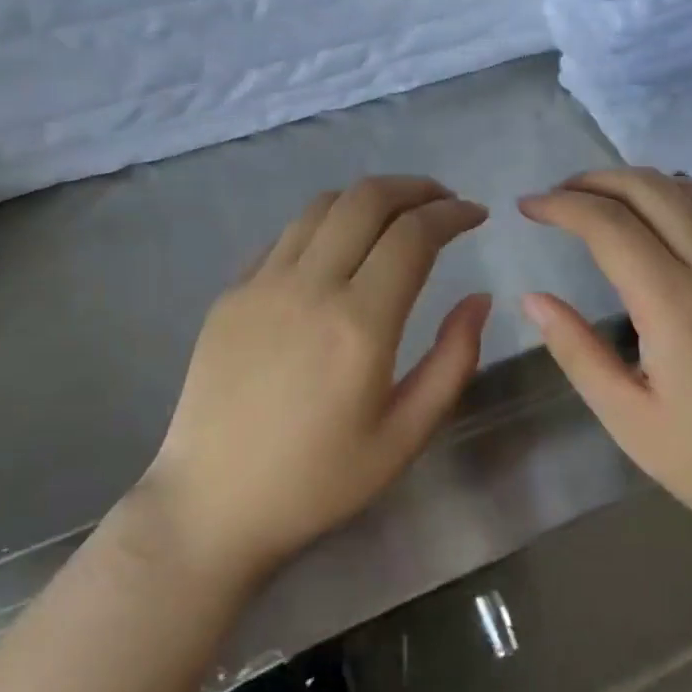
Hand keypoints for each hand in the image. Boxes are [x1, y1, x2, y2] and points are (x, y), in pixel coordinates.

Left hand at [143, 176, 491, 581]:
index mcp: (360, 324)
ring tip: (395, 214)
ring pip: (322, 206)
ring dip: (368, 197)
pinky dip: (324, 223)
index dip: (451, 213)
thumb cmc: (318, 481)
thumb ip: (452, 361)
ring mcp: (262, 283)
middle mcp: (310, 287)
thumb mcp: (405, 436)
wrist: (212, 504)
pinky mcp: (232, 292)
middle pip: (367, 199)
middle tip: (442, 201)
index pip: (413, 235)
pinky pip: (285, 236)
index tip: (475, 214)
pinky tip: (338, 247)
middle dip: (414, 187)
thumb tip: (479, 298)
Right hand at [518, 169, 691, 554]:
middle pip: (649, 189)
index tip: (528, 207)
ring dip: (636, 182)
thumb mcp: (631, 422)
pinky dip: (673, 199)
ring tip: (599, 199)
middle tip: (557, 194)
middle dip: (595, 179)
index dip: (561, 205)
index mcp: (674, 304)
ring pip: (688, 192)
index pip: (608, 224)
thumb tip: (534, 300)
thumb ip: (577, 352)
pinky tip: (656, 223)